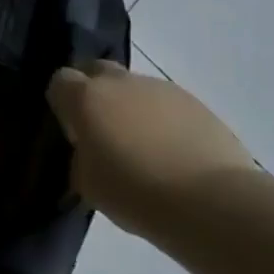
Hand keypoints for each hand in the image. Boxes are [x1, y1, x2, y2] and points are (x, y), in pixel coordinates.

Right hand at [47, 60, 258, 236]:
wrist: (213, 202)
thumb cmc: (137, 193)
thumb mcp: (88, 183)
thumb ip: (81, 156)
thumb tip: (89, 150)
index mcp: (86, 97)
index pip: (60, 81)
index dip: (62, 104)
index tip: (72, 131)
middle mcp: (121, 82)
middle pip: (97, 71)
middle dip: (95, 93)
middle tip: (103, 131)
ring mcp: (161, 88)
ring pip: (135, 88)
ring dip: (132, 108)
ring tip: (145, 149)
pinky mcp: (196, 103)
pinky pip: (167, 105)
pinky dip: (164, 121)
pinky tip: (174, 154)